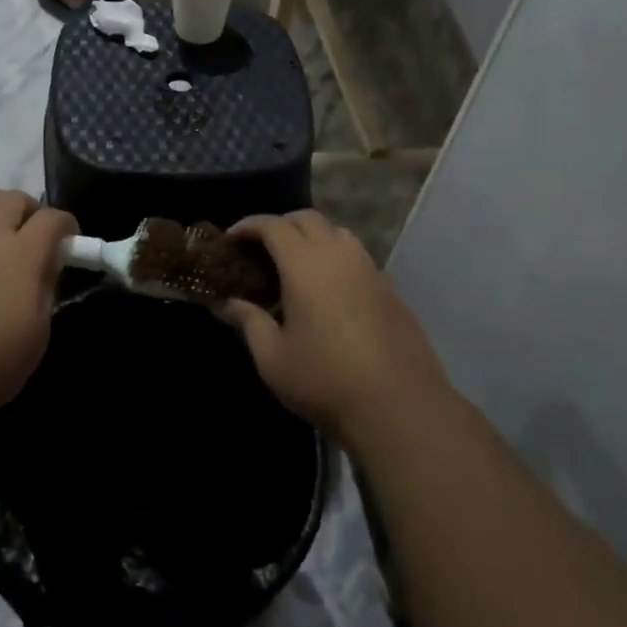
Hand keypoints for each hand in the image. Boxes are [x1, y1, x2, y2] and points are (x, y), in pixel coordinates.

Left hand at [0, 187, 75, 422]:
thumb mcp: (38, 331)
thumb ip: (45, 289)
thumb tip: (48, 264)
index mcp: (23, 254)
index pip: (52, 220)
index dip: (66, 224)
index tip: (71, 240)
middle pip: (12, 200)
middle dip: (30, 207)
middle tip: (37, 229)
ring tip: (1, 214)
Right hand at [219, 211, 448, 442]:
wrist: (399, 408)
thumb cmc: (325, 381)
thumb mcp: (273, 357)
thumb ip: (248, 322)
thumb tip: (227, 304)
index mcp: (306, 265)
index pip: (273, 226)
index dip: (248, 226)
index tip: (231, 239)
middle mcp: (339, 256)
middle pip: (308, 219)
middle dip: (280, 224)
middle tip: (260, 248)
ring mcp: (370, 270)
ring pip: (338, 233)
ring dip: (312, 237)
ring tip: (296, 265)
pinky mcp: (391, 289)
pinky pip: (358, 257)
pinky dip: (336, 258)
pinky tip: (328, 291)